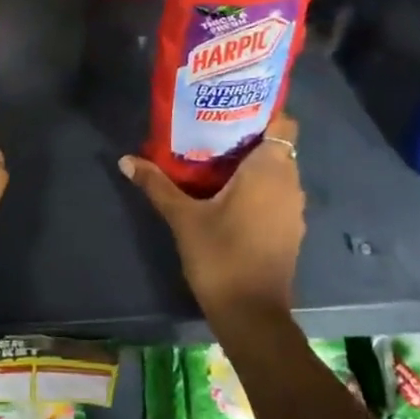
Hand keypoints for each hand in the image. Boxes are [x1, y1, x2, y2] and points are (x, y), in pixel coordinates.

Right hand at [120, 113, 304, 325]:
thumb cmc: (221, 256)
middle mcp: (289, 183)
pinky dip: (258, 186)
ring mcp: (293, 209)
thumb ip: (157, 184)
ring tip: (215, 155)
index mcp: (270, 169)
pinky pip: (277, 192)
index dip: (263, 108)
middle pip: (277, 144)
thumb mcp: (182, 218)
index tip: (233, 103)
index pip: (283, 121)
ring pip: (277, 170)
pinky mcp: (289, 229)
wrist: (252, 315)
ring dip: (253, 162)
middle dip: (249, 134)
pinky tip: (227, 191)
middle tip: (212, 126)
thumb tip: (126, 159)